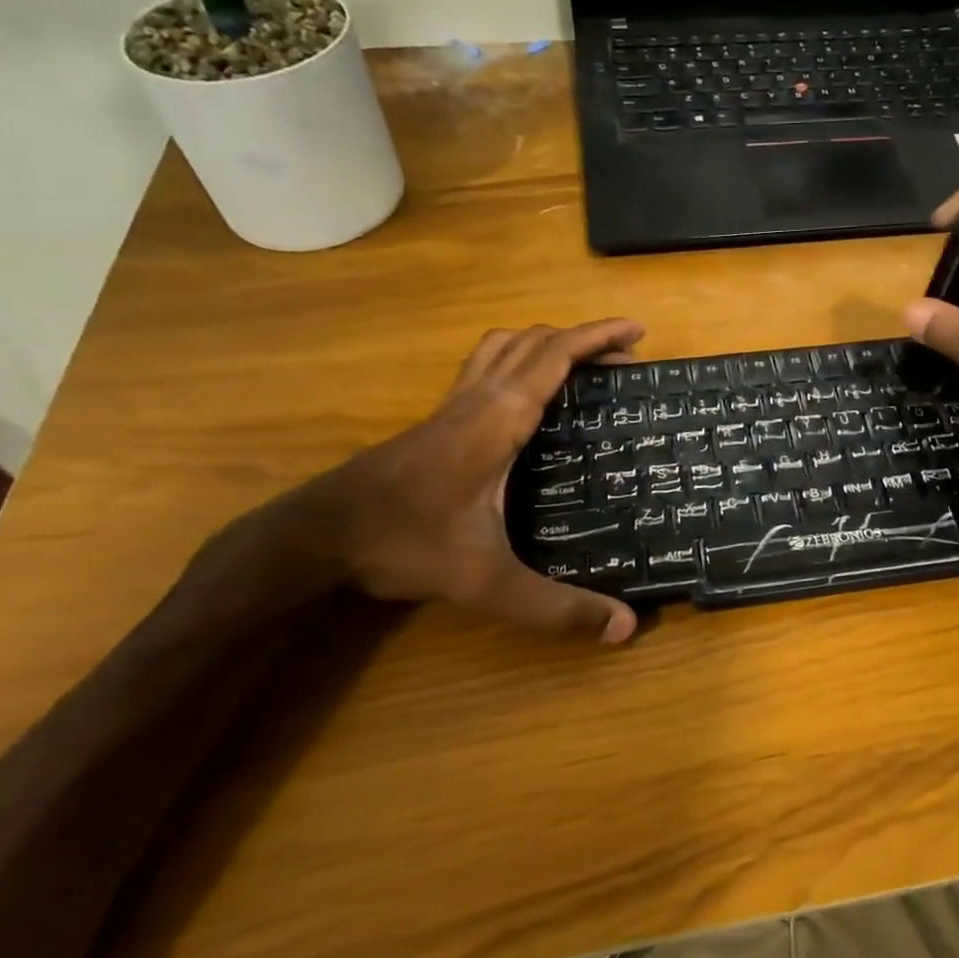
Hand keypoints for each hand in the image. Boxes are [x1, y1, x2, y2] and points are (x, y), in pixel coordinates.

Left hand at [306, 319, 645, 641]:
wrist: (320, 535)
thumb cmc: (405, 542)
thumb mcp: (486, 581)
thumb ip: (555, 607)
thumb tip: (625, 628)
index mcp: (499, 417)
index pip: (556, 355)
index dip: (599, 337)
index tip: (638, 329)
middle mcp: (478, 398)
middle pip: (534, 341)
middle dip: (583, 339)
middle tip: (624, 358)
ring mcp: (452, 405)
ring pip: (504, 347)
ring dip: (546, 343)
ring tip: (580, 365)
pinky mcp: (437, 419)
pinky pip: (485, 367)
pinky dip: (517, 361)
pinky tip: (525, 398)